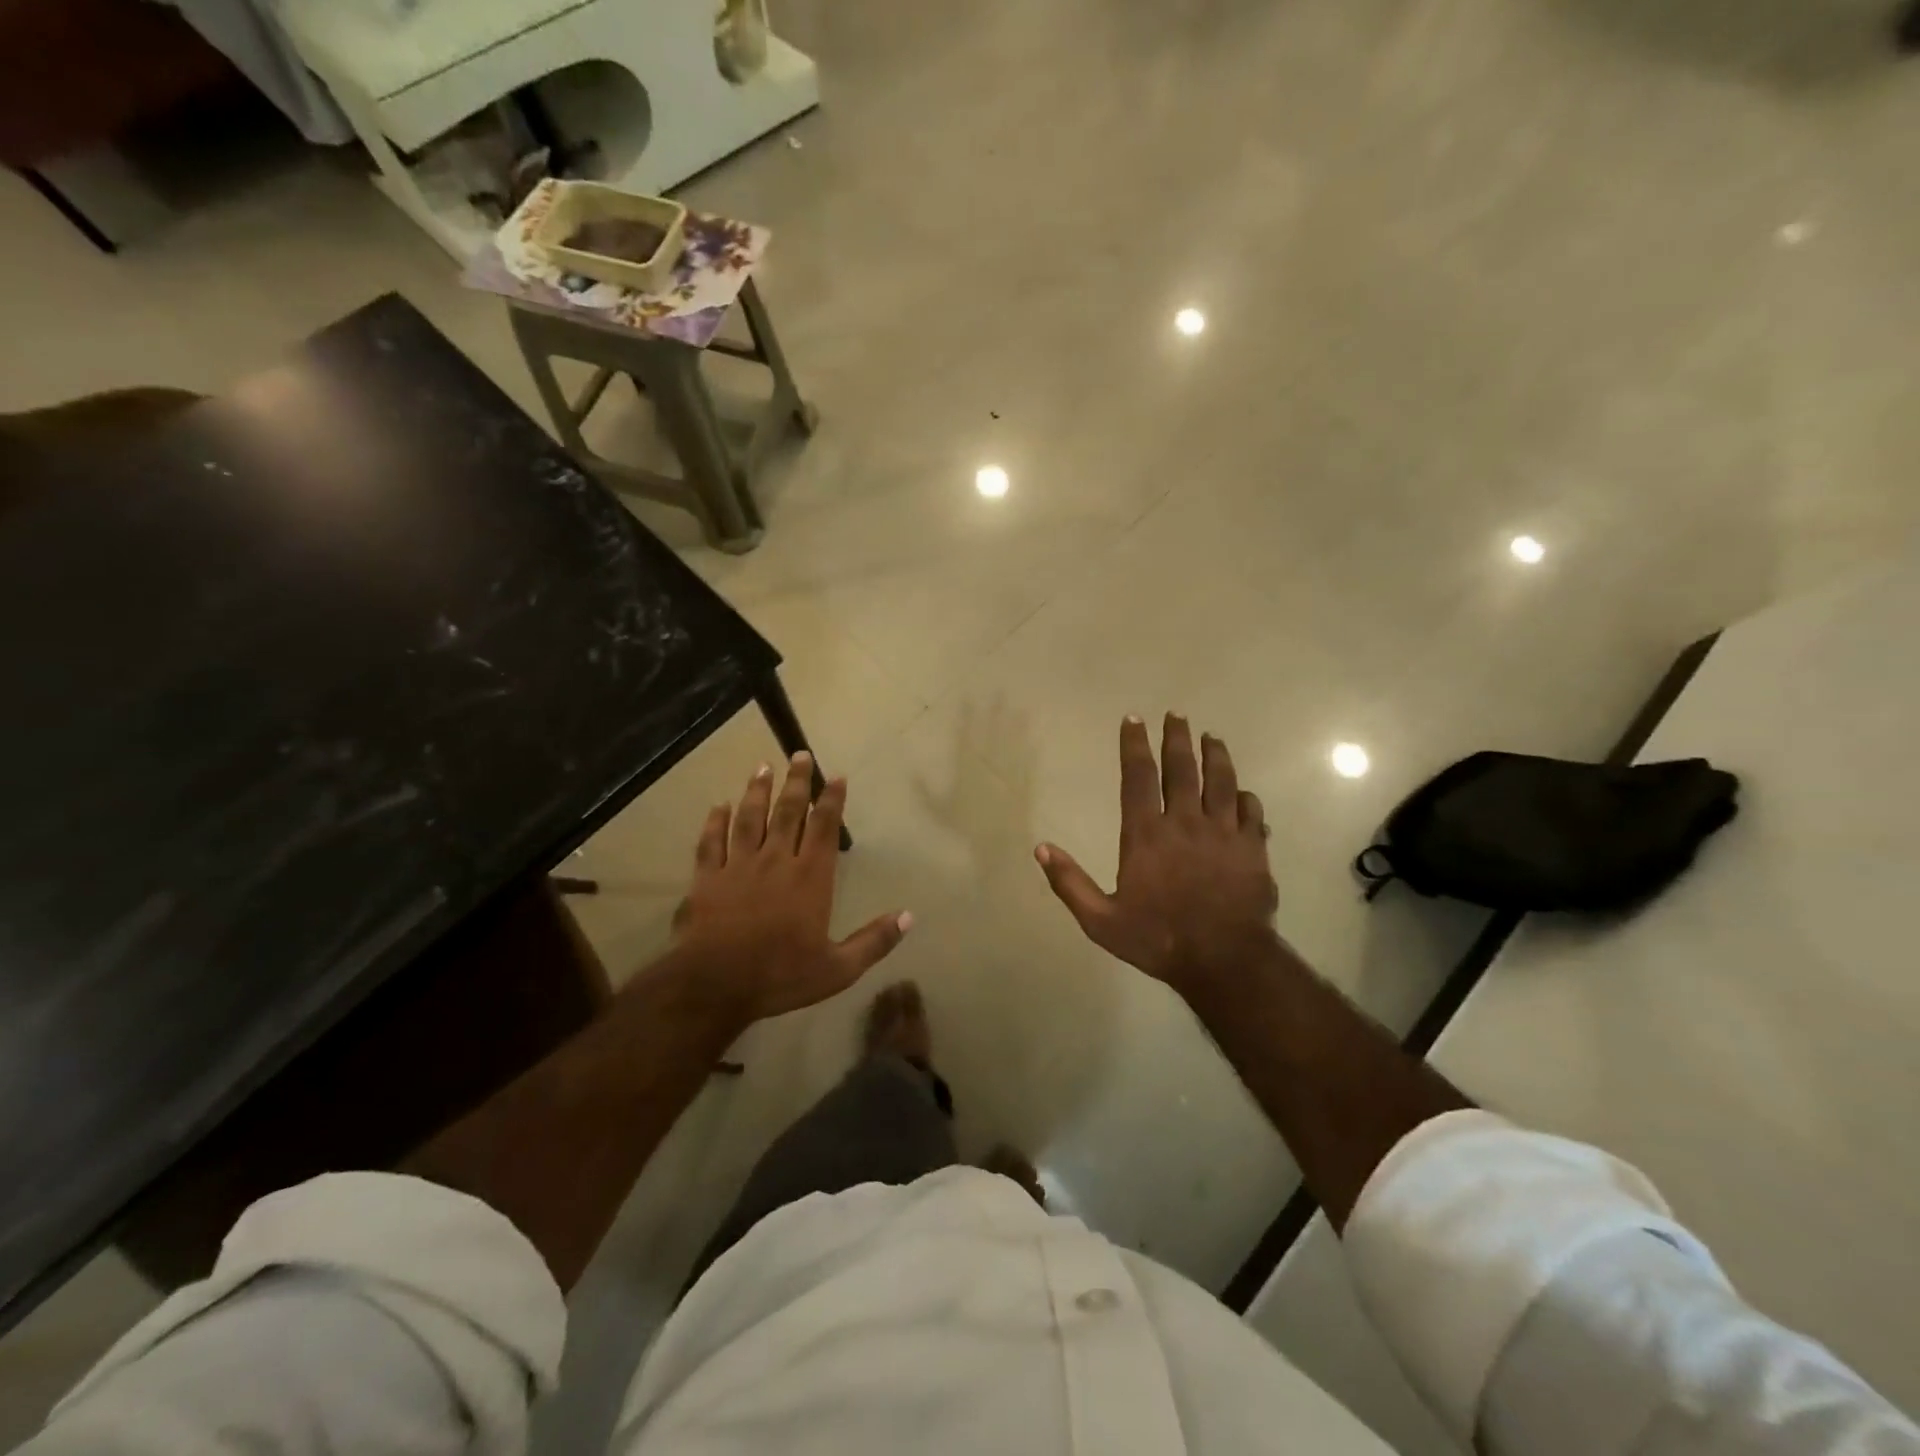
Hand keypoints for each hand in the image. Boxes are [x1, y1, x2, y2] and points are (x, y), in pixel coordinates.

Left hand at [671, 754, 909, 1023]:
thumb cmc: (780, 975)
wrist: (714, 985)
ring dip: (757, 791)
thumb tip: (909, 916)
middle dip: (797, 782)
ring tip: (763, 767)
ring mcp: (738, 866)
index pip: (824, 827)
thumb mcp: (837, 969)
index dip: (831, 800)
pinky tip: (719, 806)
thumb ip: (874, 941)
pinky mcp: (707, 879)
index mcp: (809, 877)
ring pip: (749, 818)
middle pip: (787, 812)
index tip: (836, 776)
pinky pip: (711, 843)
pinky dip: (715, 822)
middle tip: (800, 754)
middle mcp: (775, 861)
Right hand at [1035, 715, 1278, 999]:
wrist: (1225, 961)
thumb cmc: (1158, 938)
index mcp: (1145, 834)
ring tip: (1212, 738)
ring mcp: (1224, 832)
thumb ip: (1070, 883)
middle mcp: (1185, 822)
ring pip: (1222, 781)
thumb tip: (1041, 849)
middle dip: (1177, 738)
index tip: (1133, 718)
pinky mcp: (1254, 848)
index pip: (1137, 777)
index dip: (1133, 744)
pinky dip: (1246, 798)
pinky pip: (1252, 812)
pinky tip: (1243, 792)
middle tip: (1176, 714)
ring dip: (1216, 756)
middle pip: (1182, 768)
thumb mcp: (1100, 920)